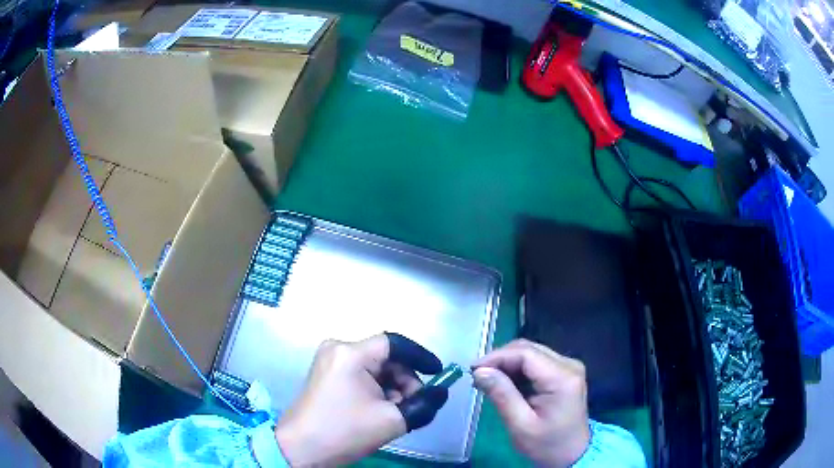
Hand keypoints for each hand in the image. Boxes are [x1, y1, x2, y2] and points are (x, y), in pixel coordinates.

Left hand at [275, 333, 448, 466]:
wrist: (301, 449)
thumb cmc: (344, 431)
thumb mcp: (392, 420)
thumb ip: (424, 403)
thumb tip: (441, 391)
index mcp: (350, 353)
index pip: (395, 344)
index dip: (420, 357)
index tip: (438, 373)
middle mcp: (338, 349)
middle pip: (385, 358)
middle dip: (405, 381)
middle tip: (414, 404)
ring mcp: (329, 361)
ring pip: (374, 368)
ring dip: (392, 388)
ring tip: (396, 413)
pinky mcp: (326, 374)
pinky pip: (361, 376)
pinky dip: (376, 390)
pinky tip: (380, 410)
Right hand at [472, 339, 589, 467]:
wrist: (573, 455)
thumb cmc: (547, 445)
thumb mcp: (521, 425)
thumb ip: (502, 395)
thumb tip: (480, 371)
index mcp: (562, 377)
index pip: (525, 353)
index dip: (497, 357)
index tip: (473, 370)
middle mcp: (569, 365)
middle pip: (528, 349)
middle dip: (500, 359)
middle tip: (477, 376)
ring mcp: (568, 367)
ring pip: (531, 353)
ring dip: (507, 364)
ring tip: (486, 380)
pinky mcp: (564, 373)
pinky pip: (536, 362)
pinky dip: (517, 370)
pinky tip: (503, 383)